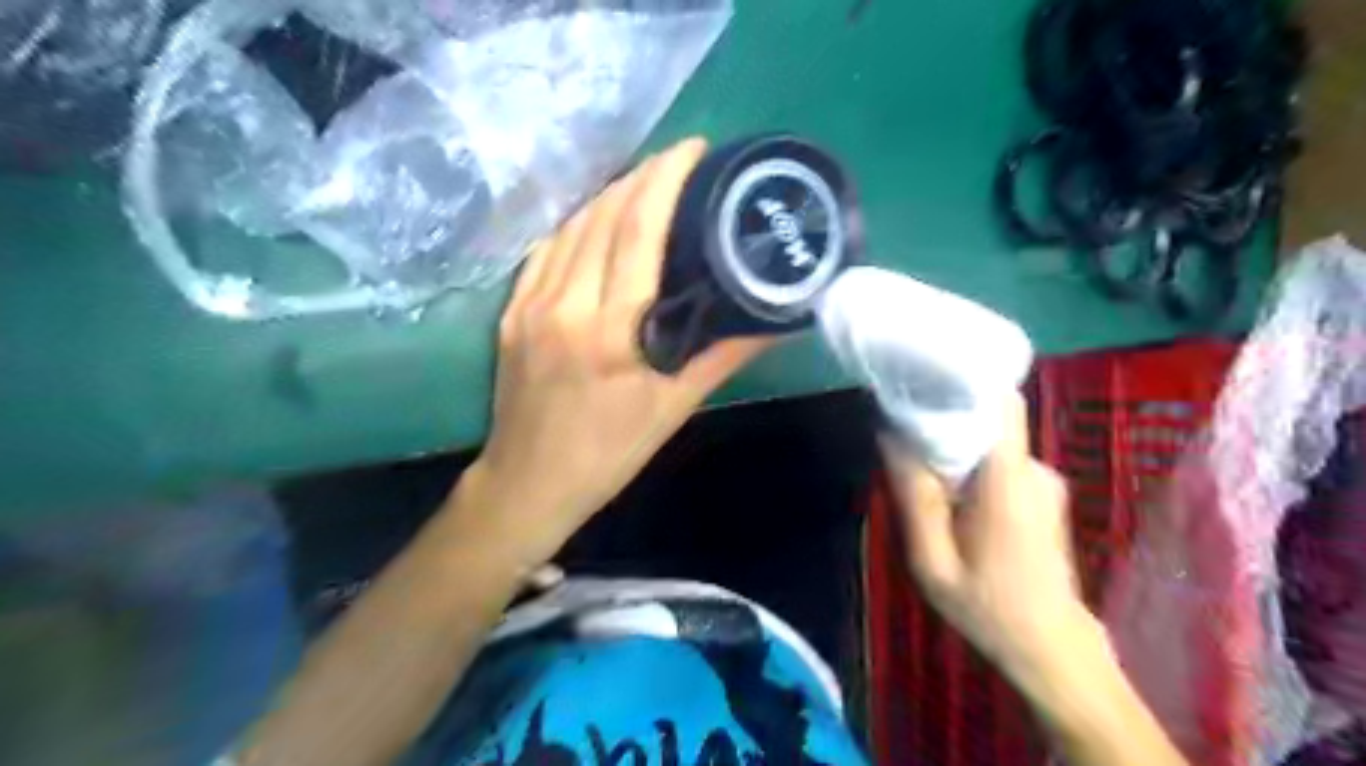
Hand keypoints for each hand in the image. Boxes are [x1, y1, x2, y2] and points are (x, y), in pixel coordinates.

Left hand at [466, 139, 767, 556]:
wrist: (527, 483)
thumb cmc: (607, 453)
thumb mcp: (672, 409)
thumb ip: (722, 357)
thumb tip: (775, 321)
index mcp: (609, 329)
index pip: (638, 232)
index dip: (665, 181)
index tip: (693, 150)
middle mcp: (565, 303)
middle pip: (603, 217)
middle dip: (641, 176)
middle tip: (679, 163)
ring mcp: (530, 304)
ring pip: (571, 227)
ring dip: (609, 196)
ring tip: (645, 184)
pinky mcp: (510, 312)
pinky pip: (546, 250)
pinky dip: (576, 225)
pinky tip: (597, 221)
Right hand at [880, 396, 1102, 682]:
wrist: (1051, 649)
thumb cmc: (988, 608)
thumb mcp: (932, 562)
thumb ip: (914, 497)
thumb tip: (890, 435)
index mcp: (1008, 481)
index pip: (999, 402)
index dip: (961, 381)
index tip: (918, 377)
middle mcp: (1033, 469)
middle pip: (987, 417)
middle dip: (944, 416)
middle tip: (900, 434)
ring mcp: (1041, 480)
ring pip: (989, 439)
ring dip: (953, 444)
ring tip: (917, 466)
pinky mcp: (1039, 491)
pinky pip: (997, 458)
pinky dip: (968, 462)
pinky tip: (946, 490)